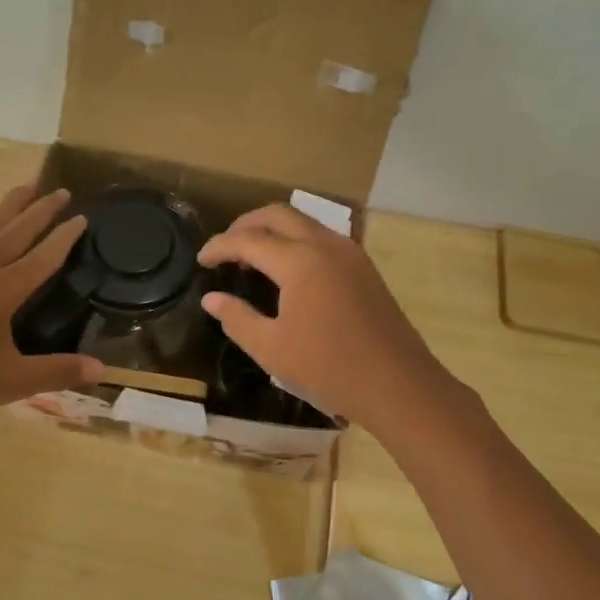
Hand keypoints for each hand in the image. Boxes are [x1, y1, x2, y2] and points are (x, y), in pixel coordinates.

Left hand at [0, 185, 105, 419]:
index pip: (43, 257)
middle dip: (41, 209)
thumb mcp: (7, 382)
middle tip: (61, 190)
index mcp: (2, 290)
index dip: (64, 237)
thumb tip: (102, 370)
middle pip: (16, 229)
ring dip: (10, 205)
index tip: (82, 218)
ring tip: (25, 188)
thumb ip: (55, 372)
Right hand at [197, 204, 455, 433]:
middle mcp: (325, 245)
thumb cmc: (329, 368)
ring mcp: (350, 253)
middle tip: (225, 248)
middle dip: (246, 225)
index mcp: (299, 261)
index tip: (201, 260)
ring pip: (303, 222)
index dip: (219, 246)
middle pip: (278, 215)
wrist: (398, 384)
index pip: (248, 240)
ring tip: (253, 257)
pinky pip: (322, 237)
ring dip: (273, 230)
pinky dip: (296, 240)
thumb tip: (212, 299)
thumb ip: (237, 319)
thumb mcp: (271, 349)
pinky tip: (289, 269)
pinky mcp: (364, 267)